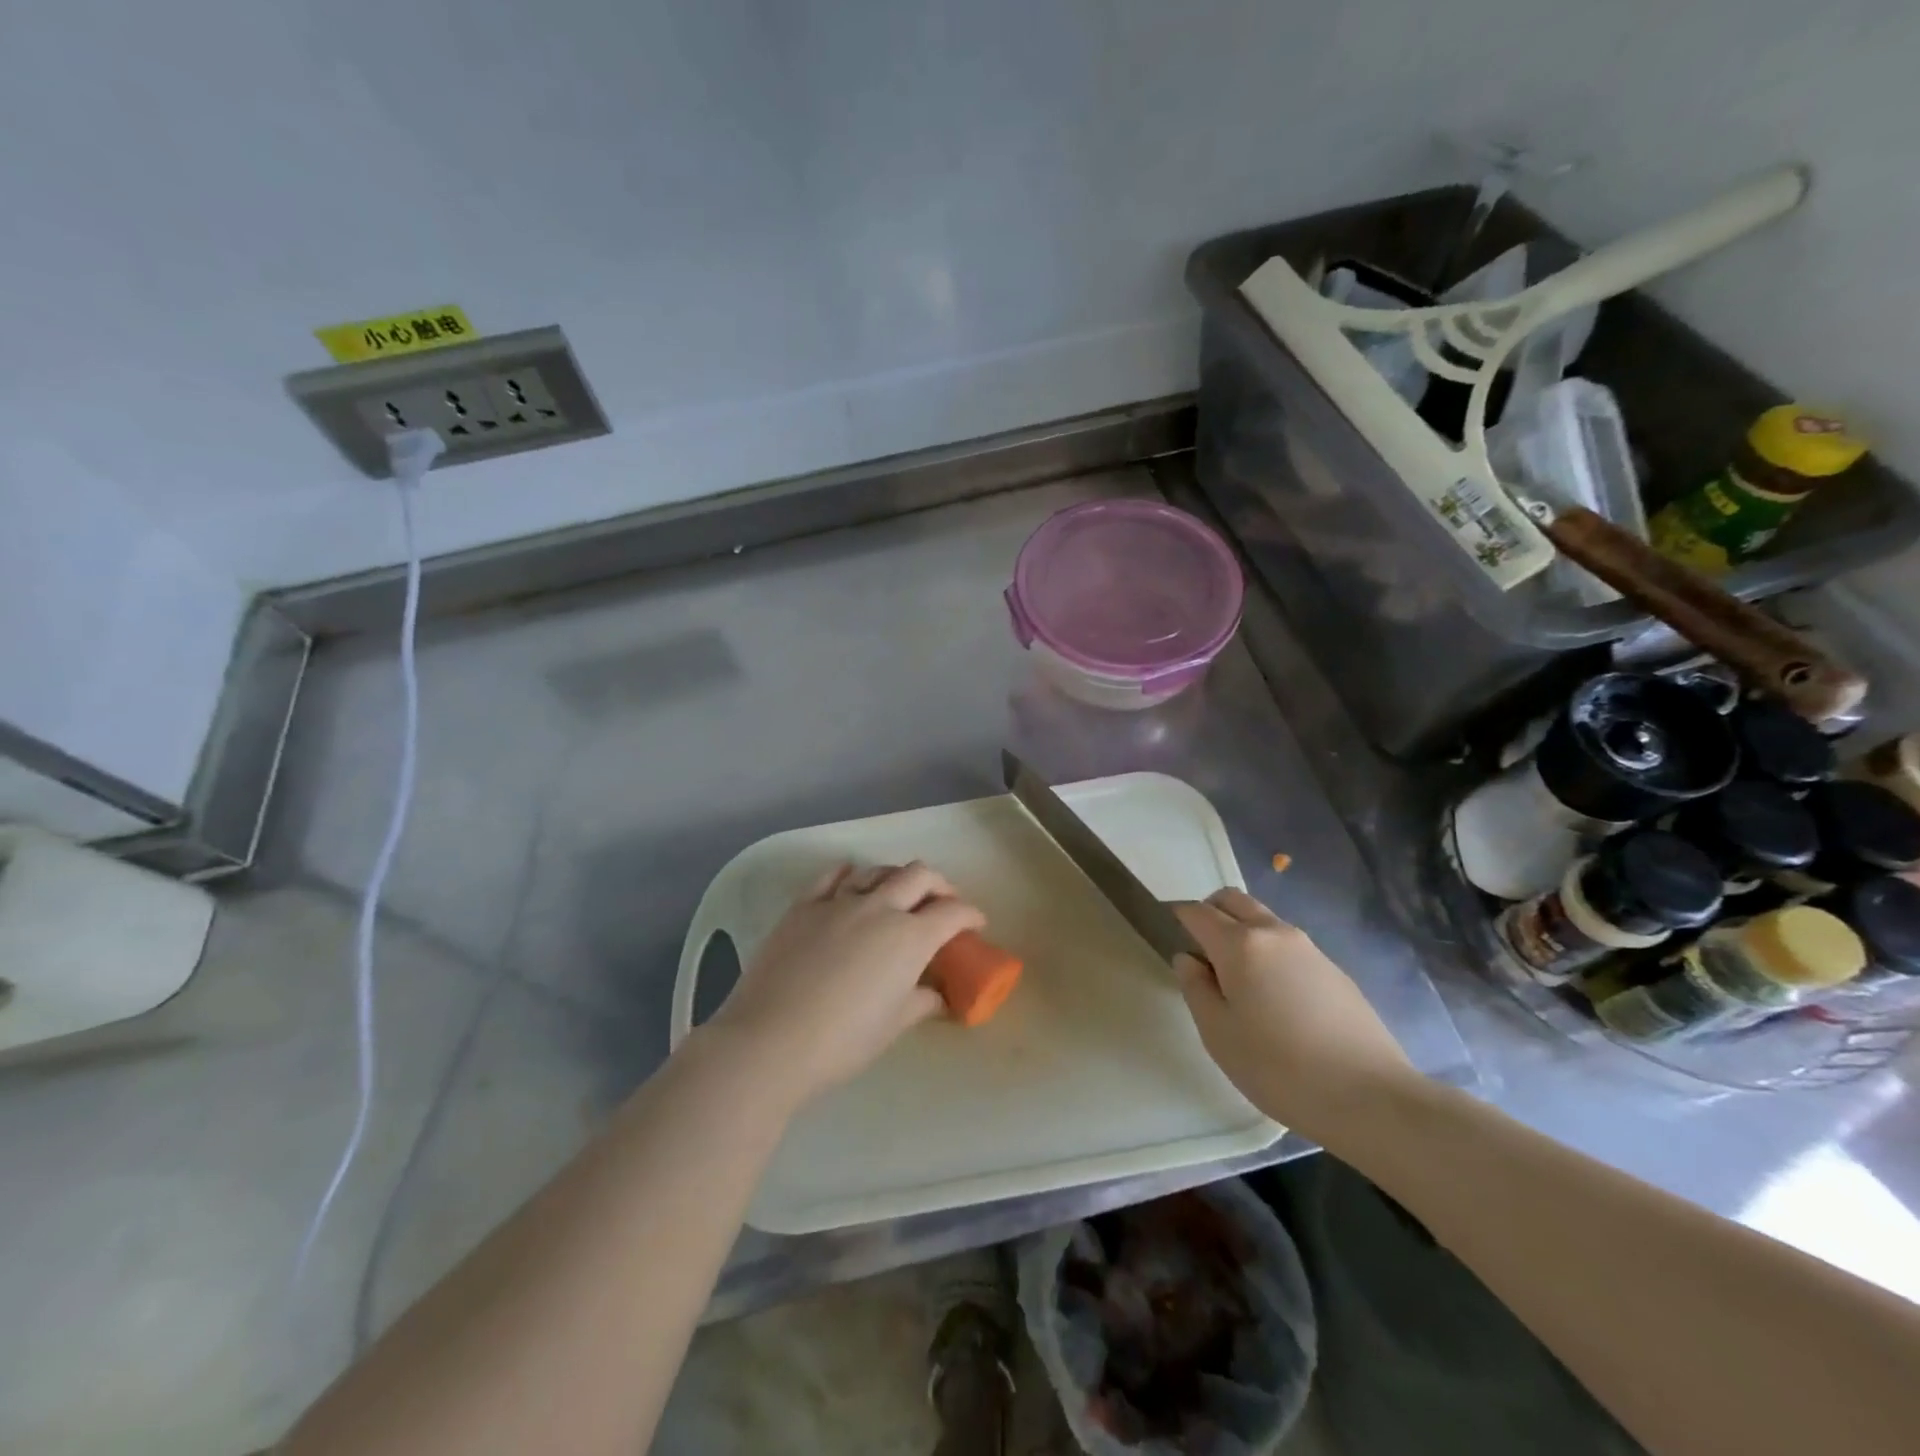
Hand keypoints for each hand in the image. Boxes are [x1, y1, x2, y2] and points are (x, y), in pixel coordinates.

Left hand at [702, 862, 984, 1109]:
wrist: (770, 1040)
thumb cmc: (842, 1041)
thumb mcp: (893, 1025)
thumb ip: (922, 1002)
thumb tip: (938, 996)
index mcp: (909, 938)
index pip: (952, 914)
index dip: (970, 915)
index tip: (976, 925)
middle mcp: (879, 908)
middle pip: (919, 876)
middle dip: (939, 885)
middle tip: (942, 904)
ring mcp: (838, 903)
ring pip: (877, 871)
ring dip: (896, 878)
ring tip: (898, 895)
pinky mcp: (803, 906)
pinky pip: (831, 877)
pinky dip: (848, 874)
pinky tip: (851, 880)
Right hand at [1174, 888, 1416, 1142]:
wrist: (1371, 1098)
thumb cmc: (1280, 1068)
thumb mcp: (1218, 1034)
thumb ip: (1195, 988)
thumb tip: (1189, 959)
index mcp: (1240, 944)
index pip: (1197, 911)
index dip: (1176, 917)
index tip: (1165, 934)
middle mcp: (1275, 933)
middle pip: (1232, 901)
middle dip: (1209, 913)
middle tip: (1200, 953)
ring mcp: (1309, 948)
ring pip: (1263, 920)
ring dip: (1241, 932)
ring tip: (1238, 982)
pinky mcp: (1334, 970)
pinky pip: (1288, 946)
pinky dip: (1269, 953)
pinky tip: (1276, 1001)